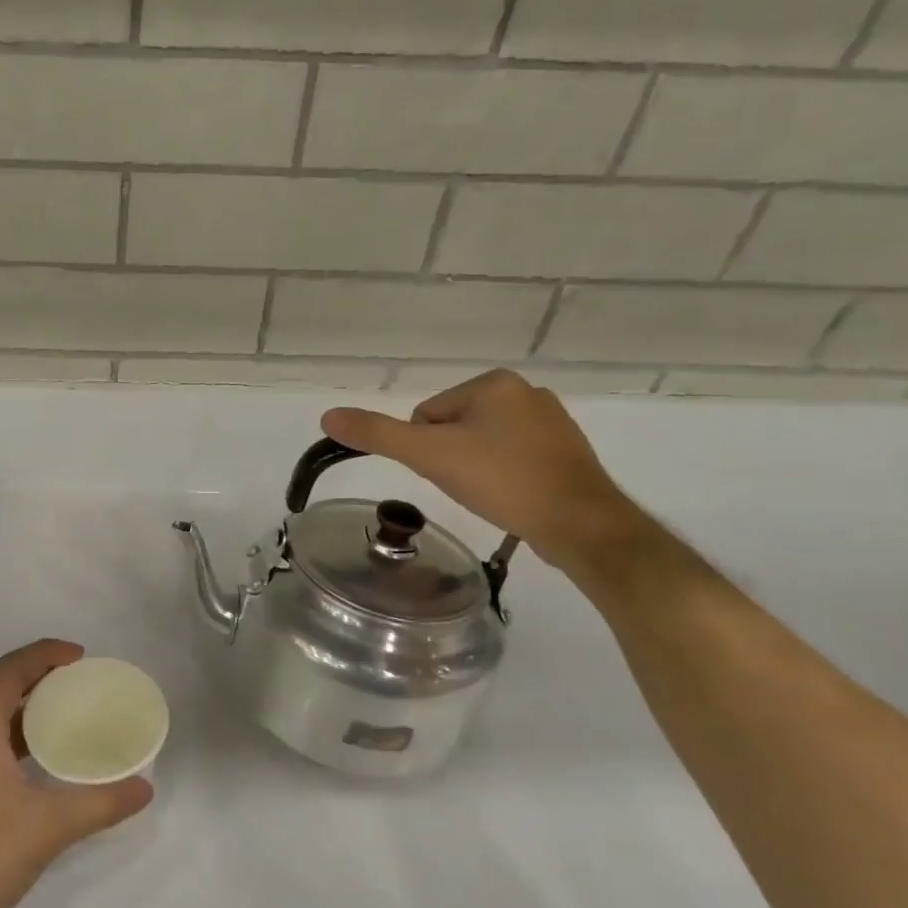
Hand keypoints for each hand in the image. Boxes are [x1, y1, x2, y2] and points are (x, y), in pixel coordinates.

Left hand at [0, 640, 152, 907]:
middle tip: (83, 684)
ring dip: (32, 711)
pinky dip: (23, 740)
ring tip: (73, 715)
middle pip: (3, 690)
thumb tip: (145, 788)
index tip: (81, 657)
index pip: (10, 670)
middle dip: (42, 679)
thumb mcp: (50, 826)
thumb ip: (101, 803)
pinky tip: (49, 762)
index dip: (45, 654)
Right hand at [322, 369, 640, 570]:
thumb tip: (327, 416)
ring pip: (481, 444)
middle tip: (467, 485)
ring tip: (491, 493)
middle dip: (450, 458)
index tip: (448, 472)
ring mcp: (551, 421)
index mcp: (493, 383)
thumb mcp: (429, 455)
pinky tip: (512, 496)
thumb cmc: (501, 480)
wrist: (580, 524)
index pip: (427, 415)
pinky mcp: (566, 451)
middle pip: (453, 428)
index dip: (426, 449)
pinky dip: (503, 476)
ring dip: (475, 469)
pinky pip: (511, 457)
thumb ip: (377, 434)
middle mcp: (525, 392)